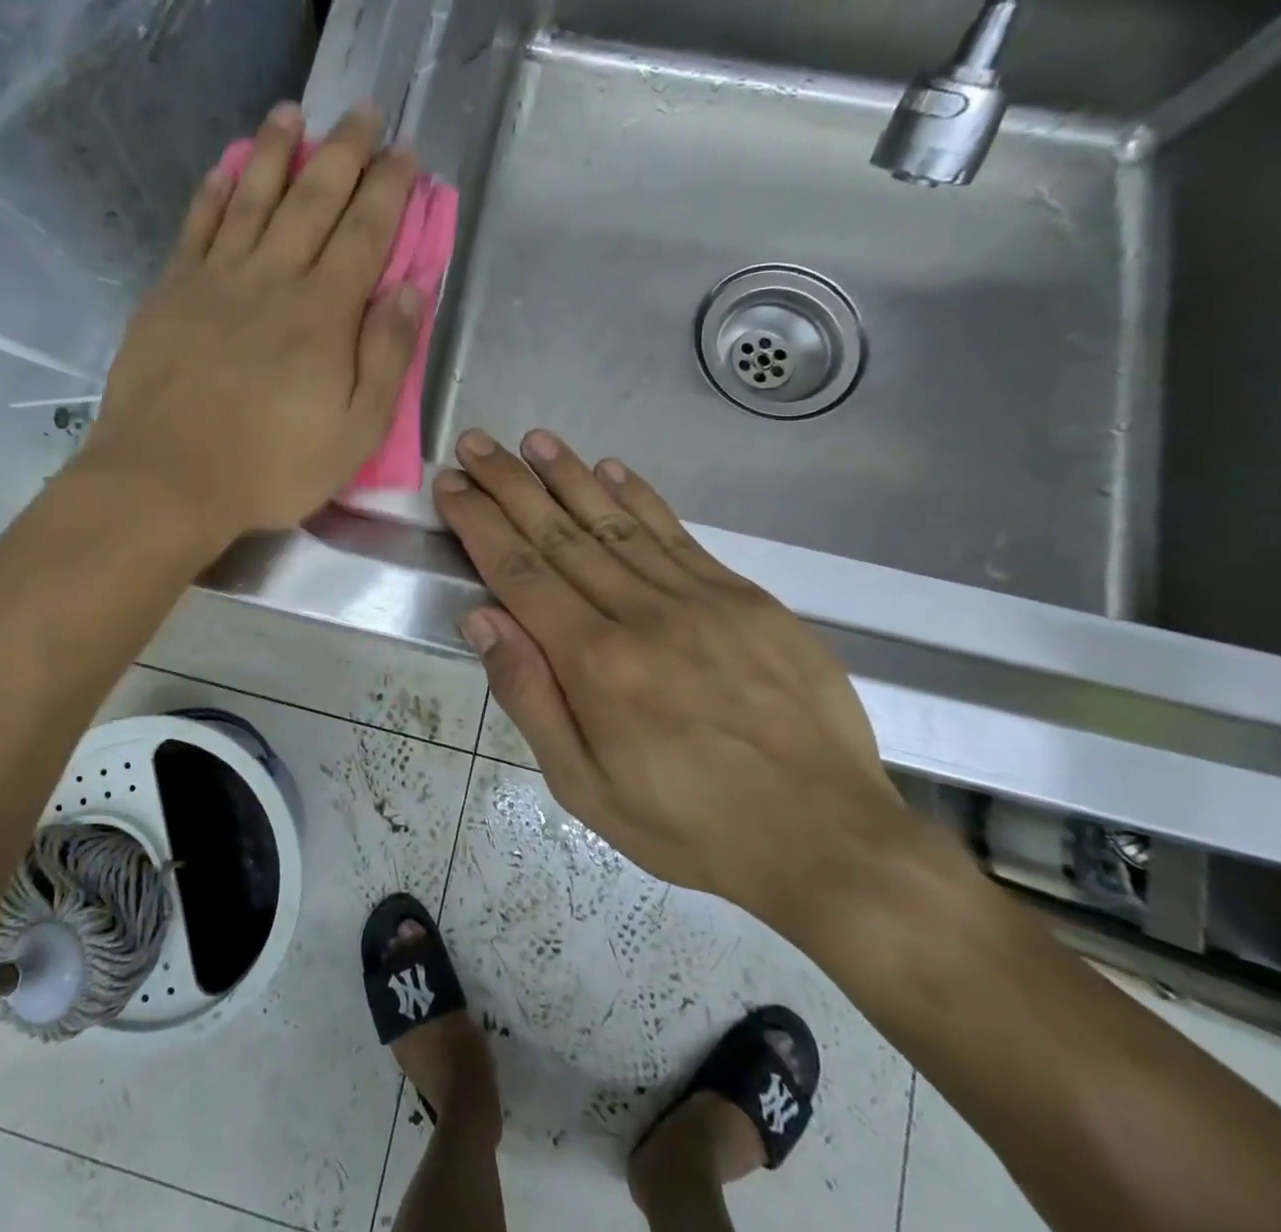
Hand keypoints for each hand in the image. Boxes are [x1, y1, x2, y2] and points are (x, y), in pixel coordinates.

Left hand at [83, 101, 421, 539]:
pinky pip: (198, 226)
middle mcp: (272, 279)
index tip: (405, 151)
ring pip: (252, 198)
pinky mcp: (172, 292)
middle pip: (314, 199)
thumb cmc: (270, 466)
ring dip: (276, 150)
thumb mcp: (354, 432)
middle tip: (364, 110)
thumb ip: (386, 357)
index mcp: (323, 313)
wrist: (165, 479)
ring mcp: (216, 280)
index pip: (365, 232)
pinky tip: (226, 166)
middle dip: (344, 151)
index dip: (389, 188)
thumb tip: (408, 288)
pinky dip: (215, 191)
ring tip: (293, 112)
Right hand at [433, 428, 909, 937]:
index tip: (452, 485)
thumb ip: (530, 696)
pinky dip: (641, 498)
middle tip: (476, 442)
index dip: (480, 522)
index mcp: (596, 662)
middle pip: (560, 534)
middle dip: (510, 484)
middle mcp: (641, 614)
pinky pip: (679, 535)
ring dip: (569, 476)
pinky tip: (612, 469)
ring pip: (617, 522)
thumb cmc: (690, 824)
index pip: (519, 572)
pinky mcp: (746, 598)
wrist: (828, 840)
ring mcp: (700, 599)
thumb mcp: (585, 787)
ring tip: (533, 440)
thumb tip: (482, 619)